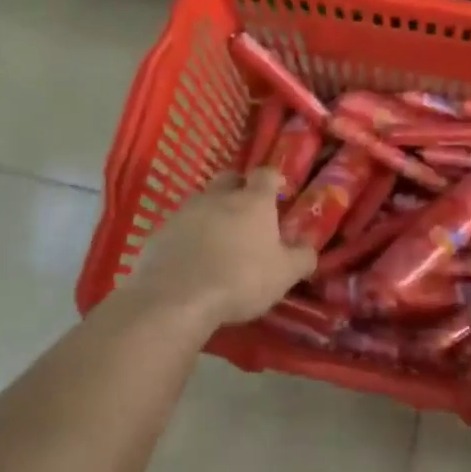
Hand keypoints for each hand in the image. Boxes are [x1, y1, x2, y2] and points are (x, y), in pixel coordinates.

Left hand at [121, 169, 315, 329]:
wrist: (176, 298)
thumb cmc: (240, 280)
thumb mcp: (284, 275)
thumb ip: (302, 258)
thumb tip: (309, 249)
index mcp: (253, 202)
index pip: (266, 174)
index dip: (273, 179)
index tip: (278, 192)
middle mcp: (219, 197)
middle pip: (230, 178)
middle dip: (239, 188)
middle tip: (247, 210)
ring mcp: (186, 211)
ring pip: (203, 201)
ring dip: (212, 212)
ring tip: (218, 238)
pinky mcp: (160, 231)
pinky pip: (180, 225)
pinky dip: (189, 235)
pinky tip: (192, 258)